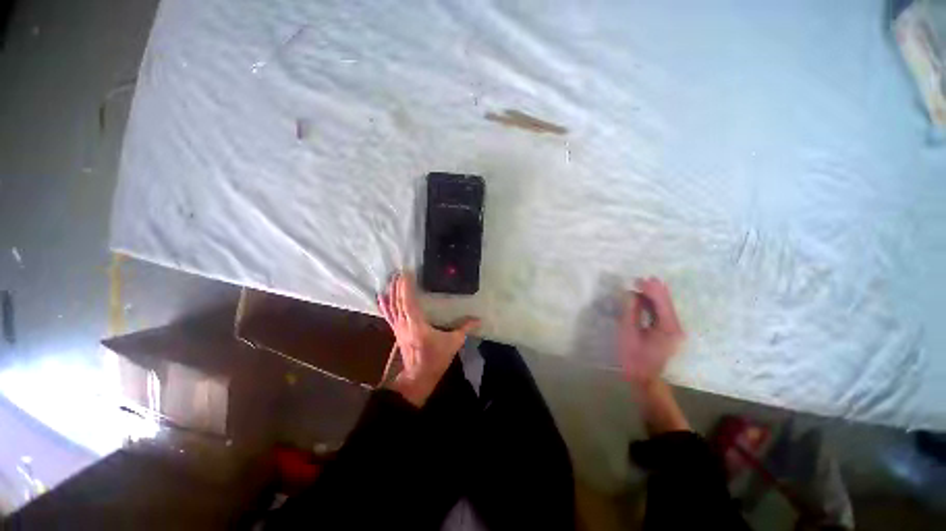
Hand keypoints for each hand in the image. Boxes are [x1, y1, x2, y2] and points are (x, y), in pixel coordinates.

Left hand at [377, 272, 479, 406]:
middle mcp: (404, 323)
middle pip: (398, 301)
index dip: (406, 286)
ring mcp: (398, 328)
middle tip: (399, 271)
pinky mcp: (396, 332)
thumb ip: (464, 328)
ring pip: (392, 306)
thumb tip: (478, 319)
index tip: (406, 272)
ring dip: (391, 292)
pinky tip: (380, 297)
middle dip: (397, 285)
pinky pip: (388, 316)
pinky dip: (384, 305)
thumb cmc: (436, 359)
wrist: (418, 377)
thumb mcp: (453, 343)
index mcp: (417, 324)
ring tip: (391, 278)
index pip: (408, 301)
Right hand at [618, 277, 684, 386]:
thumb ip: (631, 312)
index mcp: (668, 328)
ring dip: (653, 296)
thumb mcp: (628, 333)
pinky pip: (661, 314)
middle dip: (655, 290)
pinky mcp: (667, 333)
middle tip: (642, 278)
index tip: (641, 279)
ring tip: (641, 285)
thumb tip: (631, 294)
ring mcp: (673, 330)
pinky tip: (643, 299)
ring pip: (664, 308)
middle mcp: (675, 327)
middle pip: (666, 304)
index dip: (652, 290)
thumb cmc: (633, 357)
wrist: (643, 378)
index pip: (661, 303)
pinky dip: (652, 305)